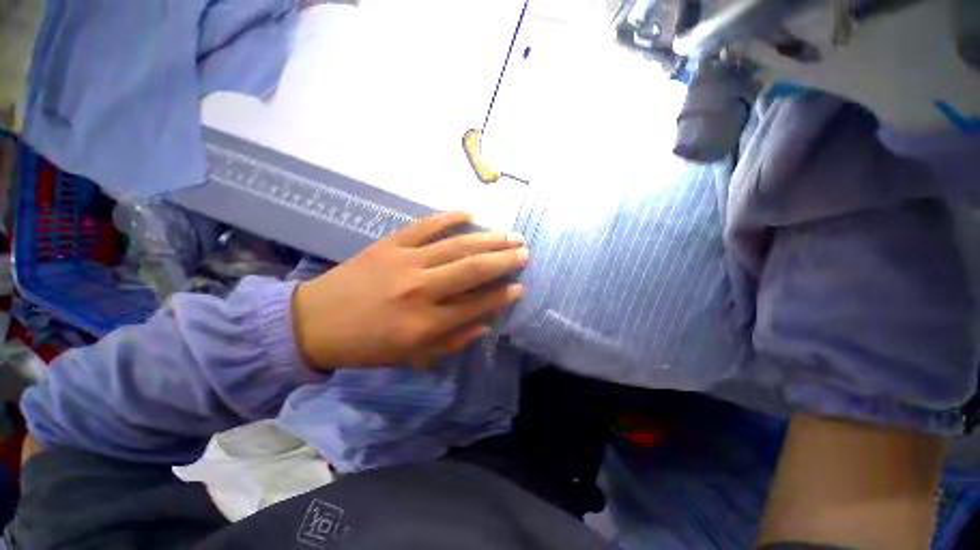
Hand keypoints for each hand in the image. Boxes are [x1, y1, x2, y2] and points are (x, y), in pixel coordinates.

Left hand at [292, 212, 527, 369]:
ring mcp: (405, 261)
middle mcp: (420, 289)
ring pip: (456, 245)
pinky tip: (471, 212)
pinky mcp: (390, 244)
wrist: (314, 322)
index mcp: (425, 323)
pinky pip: (426, 225)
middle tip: (525, 252)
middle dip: (504, 261)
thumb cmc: (367, 345)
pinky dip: (450, 217)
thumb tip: (485, 323)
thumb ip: (452, 340)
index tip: (520, 287)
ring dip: (488, 239)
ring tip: (510, 235)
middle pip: (472, 270)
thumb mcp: (412, 356)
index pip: (476, 305)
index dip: (502, 296)